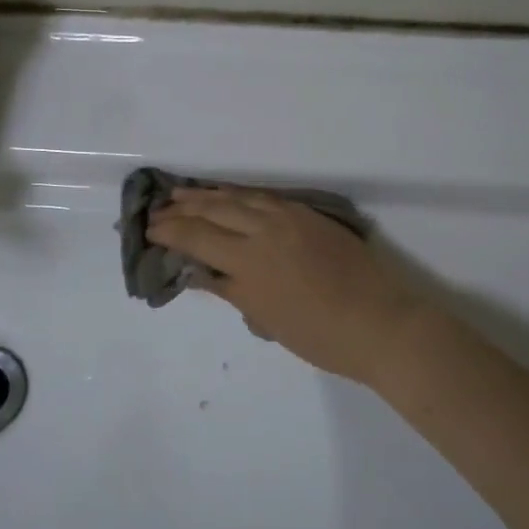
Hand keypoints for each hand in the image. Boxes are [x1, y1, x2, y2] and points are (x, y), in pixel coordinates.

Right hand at [146, 186, 434, 384]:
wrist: (380, 324)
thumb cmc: (320, 336)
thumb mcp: (266, 318)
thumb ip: (230, 289)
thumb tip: (199, 272)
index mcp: (249, 262)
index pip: (197, 238)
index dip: (170, 232)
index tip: (149, 229)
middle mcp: (264, 230)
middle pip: (213, 212)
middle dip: (182, 210)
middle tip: (158, 208)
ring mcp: (289, 217)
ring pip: (238, 197)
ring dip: (207, 195)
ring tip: (183, 193)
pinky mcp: (309, 214)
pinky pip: (264, 197)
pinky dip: (240, 194)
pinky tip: (229, 195)